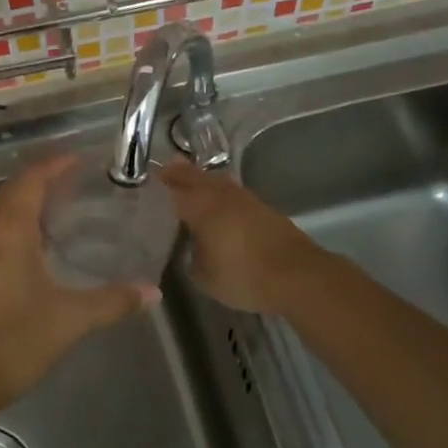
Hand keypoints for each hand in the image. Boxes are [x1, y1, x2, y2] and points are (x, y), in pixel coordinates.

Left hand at [0, 155, 153, 418]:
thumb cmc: (13, 341)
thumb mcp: (70, 320)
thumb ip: (112, 301)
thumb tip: (152, 292)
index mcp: (8, 232)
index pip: (31, 182)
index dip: (53, 166)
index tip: (77, 159)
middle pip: (10, 192)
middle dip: (39, 181)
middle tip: (71, 182)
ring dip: (22, 203)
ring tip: (54, 210)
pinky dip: (10, 226)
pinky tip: (29, 248)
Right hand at [160, 159, 323, 313]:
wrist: (296, 275)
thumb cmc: (243, 275)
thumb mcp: (204, 276)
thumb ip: (191, 258)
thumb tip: (191, 250)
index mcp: (201, 207)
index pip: (174, 188)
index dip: (161, 183)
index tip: (150, 179)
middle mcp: (221, 196)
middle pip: (197, 177)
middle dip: (181, 173)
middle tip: (167, 170)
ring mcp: (246, 200)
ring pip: (218, 182)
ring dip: (204, 180)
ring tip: (192, 184)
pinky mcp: (264, 210)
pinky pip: (234, 194)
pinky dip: (222, 195)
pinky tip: (220, 206)